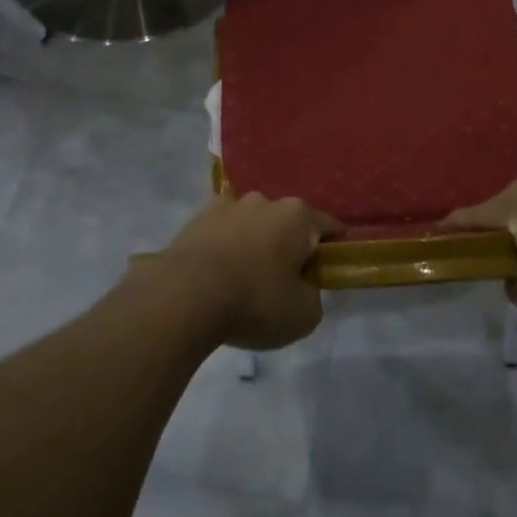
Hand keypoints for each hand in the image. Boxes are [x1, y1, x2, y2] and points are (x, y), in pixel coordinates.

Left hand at [154, 193, 334, 350]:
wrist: (183, 298)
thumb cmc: (255, 301)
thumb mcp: (303, 315)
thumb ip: (313, 297)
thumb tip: (303, 289)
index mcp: (297, 216)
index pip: (329, 227)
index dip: (333, 250)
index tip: (328, 272)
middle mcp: (264, 201)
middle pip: (286, 223)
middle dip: (288, 246)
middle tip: (283, 282)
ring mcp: (226, 206)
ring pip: (250, 224)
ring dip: (252, 243)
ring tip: (243, 279)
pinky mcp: (193, 220)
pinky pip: (219, 233)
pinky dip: (222, 248)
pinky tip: (216, 275)